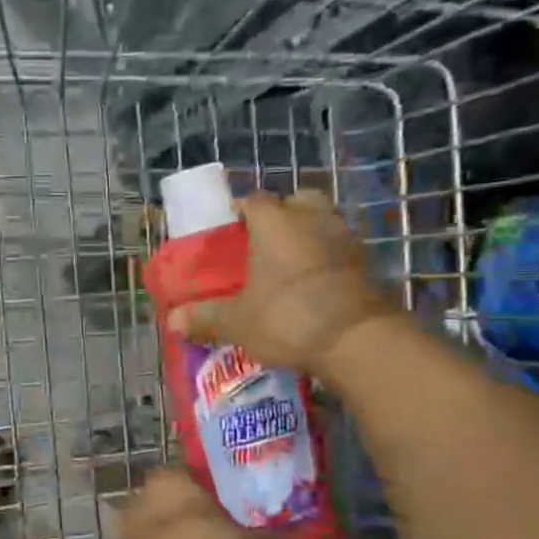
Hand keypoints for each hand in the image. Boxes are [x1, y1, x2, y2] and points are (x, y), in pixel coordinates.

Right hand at [165, 190, 392, 375]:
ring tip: (290, 263)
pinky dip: (328, 258)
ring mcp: (344, 238)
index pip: (254, 200)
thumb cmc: (286, 317)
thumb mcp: (237, 321)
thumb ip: (205, 317)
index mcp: (274, 222)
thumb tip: (172, 321)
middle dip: (283, 212)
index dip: (241, 211)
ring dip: (309, 234)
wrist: (355, 339)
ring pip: (323, 221)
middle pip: (298, 200)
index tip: (231, 228)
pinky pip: (340, 249)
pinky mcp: (366, 263)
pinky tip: (315, 283)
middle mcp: (311, 219)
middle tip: (266, 239)